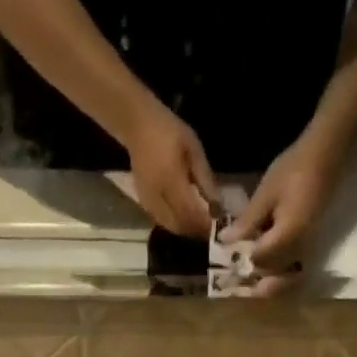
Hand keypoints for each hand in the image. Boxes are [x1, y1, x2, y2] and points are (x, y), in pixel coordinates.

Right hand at [123, 103, 216, 236]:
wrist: (137, 127)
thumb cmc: (169, 132)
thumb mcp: (194, 150)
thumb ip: (205, 179)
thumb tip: (218, 205)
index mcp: (171, 181)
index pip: (190, 213)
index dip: (204, 224)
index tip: (218, 225)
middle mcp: (158, 197)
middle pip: (180, 225)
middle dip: (196, 230)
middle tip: (210, 228)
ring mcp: (148, 202)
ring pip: (171, 227)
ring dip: (186, 229)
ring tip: (199, 223)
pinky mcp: (144, 203)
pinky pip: (162, 221)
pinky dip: (175, 223)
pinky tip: (184, 216)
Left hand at [221, 133, 341, 273]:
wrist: (326, 156)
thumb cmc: (294, 169)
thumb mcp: (266, 193)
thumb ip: (247, 221)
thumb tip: (225, 241)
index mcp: (287, 237)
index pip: (259, 260)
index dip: (241, 262)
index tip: (227, 259)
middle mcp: (300, 249)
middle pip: (273, 275)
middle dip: (253, 278)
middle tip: (235, 275)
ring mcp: (308, 249)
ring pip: (286, 278)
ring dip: (268, 281)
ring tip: (250, 276)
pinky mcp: (311, 244)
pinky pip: (295, 269)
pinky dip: (280, 273)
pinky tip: (266, 263)